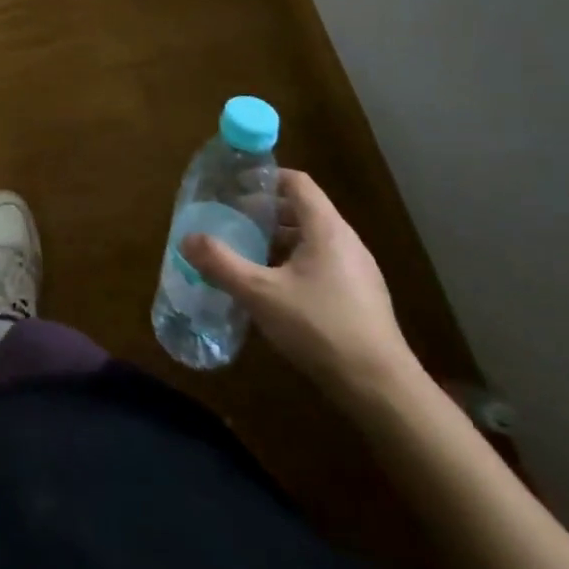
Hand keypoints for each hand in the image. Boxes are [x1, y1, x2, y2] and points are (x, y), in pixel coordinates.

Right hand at [182, 168, 418, 403]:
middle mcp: (347, 242)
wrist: (381, 389)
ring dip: (281, 241)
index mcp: (326, 229)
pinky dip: (297, 264)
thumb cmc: (320, 327)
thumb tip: (186, 239)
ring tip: (250, 255)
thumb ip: (221, 264)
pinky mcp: (363, 299)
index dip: (266, 178)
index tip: (236, 186)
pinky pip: (325, 265)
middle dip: (267, 213)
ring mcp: (359, 271)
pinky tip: (277, 292)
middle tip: (235, 221)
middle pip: (304, 210)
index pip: (297, 183)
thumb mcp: (260, 294)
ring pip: (314, 240)